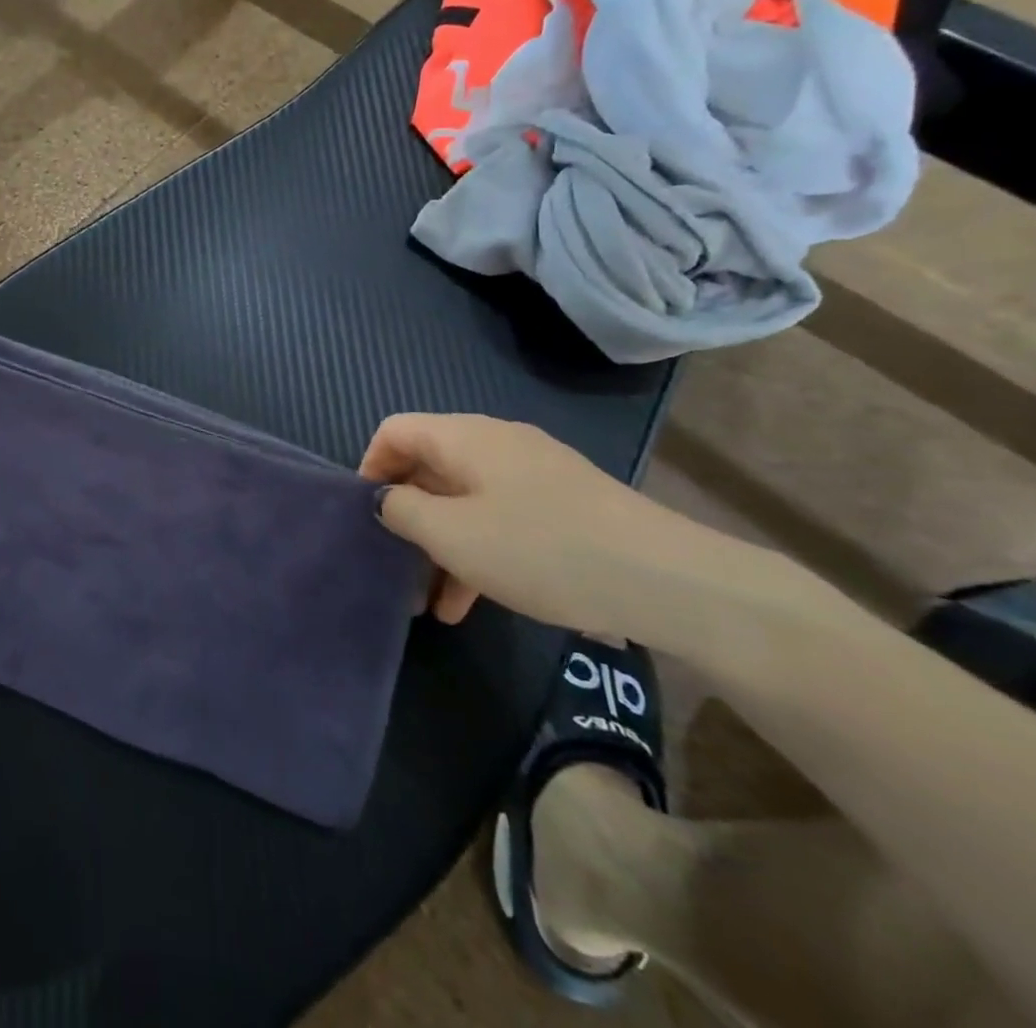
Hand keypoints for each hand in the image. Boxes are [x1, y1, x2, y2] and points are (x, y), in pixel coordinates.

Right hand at [360, 413, 718, 637]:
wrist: (670, 581)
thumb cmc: (541, 549)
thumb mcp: (453, 536)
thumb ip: (403, 511)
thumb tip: (386, 499)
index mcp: (464, 437)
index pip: (394, 431)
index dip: (369, 467)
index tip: (365, 518)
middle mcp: (496, 443)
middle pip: (428, 466)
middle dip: (406, 517)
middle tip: (395, 566)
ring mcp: (534, 473)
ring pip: (465, 500)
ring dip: (442, 545)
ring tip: (432, 604)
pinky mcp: (563, 504)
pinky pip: (501, 517)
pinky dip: (479, 551)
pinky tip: (475, 602)